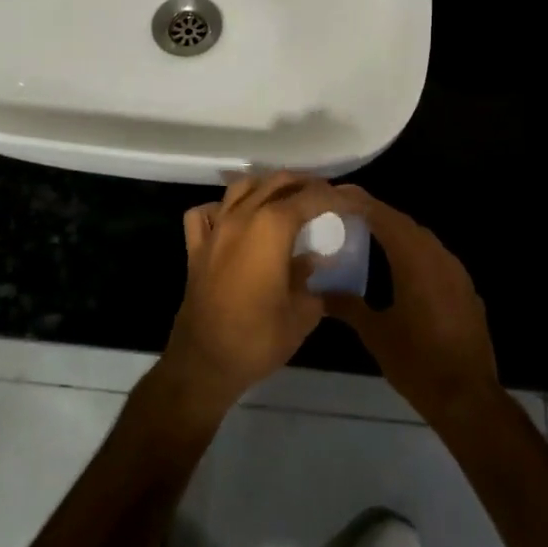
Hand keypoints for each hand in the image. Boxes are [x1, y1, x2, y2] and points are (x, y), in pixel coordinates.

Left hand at [162, 172, 357, 414]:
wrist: (204, 363)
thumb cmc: (258, 338)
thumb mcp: (302, 314)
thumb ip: (313, 280)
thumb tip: (316, 263)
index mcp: (272, 227)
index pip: (310, 198)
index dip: (334, 196)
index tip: (351, 200)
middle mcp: (242, 217)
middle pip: (275, 183)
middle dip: (303, 183)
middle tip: (324, 195)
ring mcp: (215, 230)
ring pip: (241, 188)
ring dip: (266, 187)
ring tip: (284, 198)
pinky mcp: (195, 248)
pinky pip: (205, 213)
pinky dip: (221, 208)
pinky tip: (232, 219)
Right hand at [322, 192, 500, 426]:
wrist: (468, 396)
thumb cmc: (417, 362)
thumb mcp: (375, 334)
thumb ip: (347, 306)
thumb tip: (319, 290)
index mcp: (415, 259)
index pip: (384, 217)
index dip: (360, 202)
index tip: (337, 194)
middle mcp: (438, 256)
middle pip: (404, 223)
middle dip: (376, 214)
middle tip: (347, 213)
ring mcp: (456, 272)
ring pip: (422, 239)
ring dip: (396, 232)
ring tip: (367, 234)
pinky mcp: (465, 289)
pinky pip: (435, 258)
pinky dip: (413, 252)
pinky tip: (398, 267)